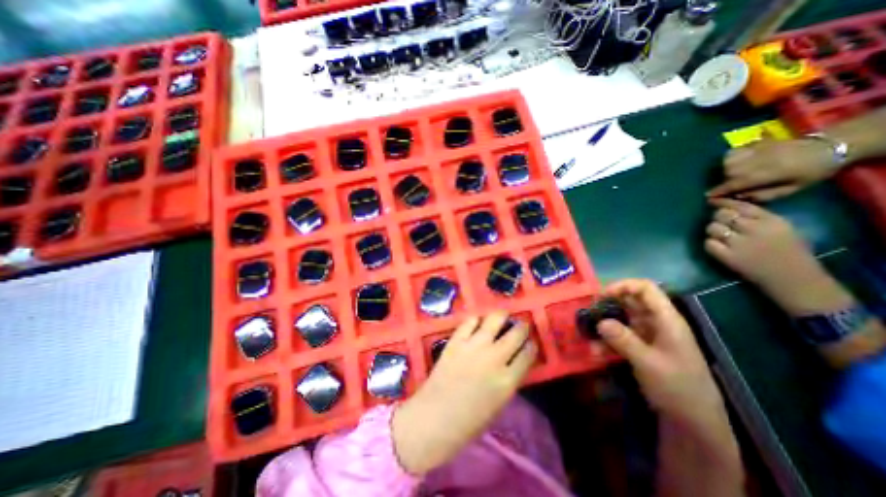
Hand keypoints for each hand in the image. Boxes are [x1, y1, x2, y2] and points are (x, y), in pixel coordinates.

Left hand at [390, 315, 534, 472]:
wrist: (436, 416)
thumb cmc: (470, 420)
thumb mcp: (500, 402)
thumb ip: (510, 378)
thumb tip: (515, 358)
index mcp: (508, 380)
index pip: (528, 353)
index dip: (531, 344)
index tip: (530, 341)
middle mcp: (495, 358)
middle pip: (516, 333)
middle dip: (522, 326)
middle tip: (520, 324)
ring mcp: (474, 346)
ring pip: (495, 319)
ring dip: (502, 315)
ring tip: (502, 316)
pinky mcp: (457, 340)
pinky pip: (470, 321)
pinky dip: (477, 319)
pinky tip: (478, 322)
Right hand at [594, 279, 726, 422]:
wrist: (693, 424)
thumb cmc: (678, 389)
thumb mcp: (649, 364)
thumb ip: (624, 340)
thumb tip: (600, 321)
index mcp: (666, 320)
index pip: (645, 288)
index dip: (622, 286)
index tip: (600, 296)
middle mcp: (656, 323)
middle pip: (629, 302)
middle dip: (607, 305)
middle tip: (589, 314)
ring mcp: (648, 336)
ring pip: (621, 319)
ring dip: (604, 326)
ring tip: (589, 336)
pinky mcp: (640, 348)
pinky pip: (620, 336)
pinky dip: (607, 341)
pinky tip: (597, 352)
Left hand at [703, 196, 854, 313]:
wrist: (796, 280)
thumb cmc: (791, 253)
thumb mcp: (784, 229)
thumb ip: (759, 218)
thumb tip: (729, 208)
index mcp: (773, 221)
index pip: (741, 206)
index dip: (723, 203)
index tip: (713, 202)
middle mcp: (756, 229)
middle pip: (723, 215)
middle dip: (718, 218)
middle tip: (722, 224)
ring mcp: (741, 244)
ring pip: (713, 228)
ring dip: (713, 231)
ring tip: (721, 237)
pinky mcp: (729, 257)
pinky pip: (709, 243)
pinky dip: (711, 244)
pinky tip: (719, 247)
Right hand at [708, 136, 839, 198]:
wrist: (830, 146)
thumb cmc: (811, 172)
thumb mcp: (792, 189)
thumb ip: (765, 195)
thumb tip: (740, 197)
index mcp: (768, 173)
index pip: (735, 183)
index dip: (720, 190)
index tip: (708, 196)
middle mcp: (758, 160)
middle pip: (728, 170)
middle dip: (724, 179)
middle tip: (729, 184)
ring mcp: (758, 149)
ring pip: (728, 160)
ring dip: (725, 167)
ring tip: (730, 172)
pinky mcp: (758, 143)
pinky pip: (735, 150)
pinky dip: (730, 156)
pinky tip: (735, 161)